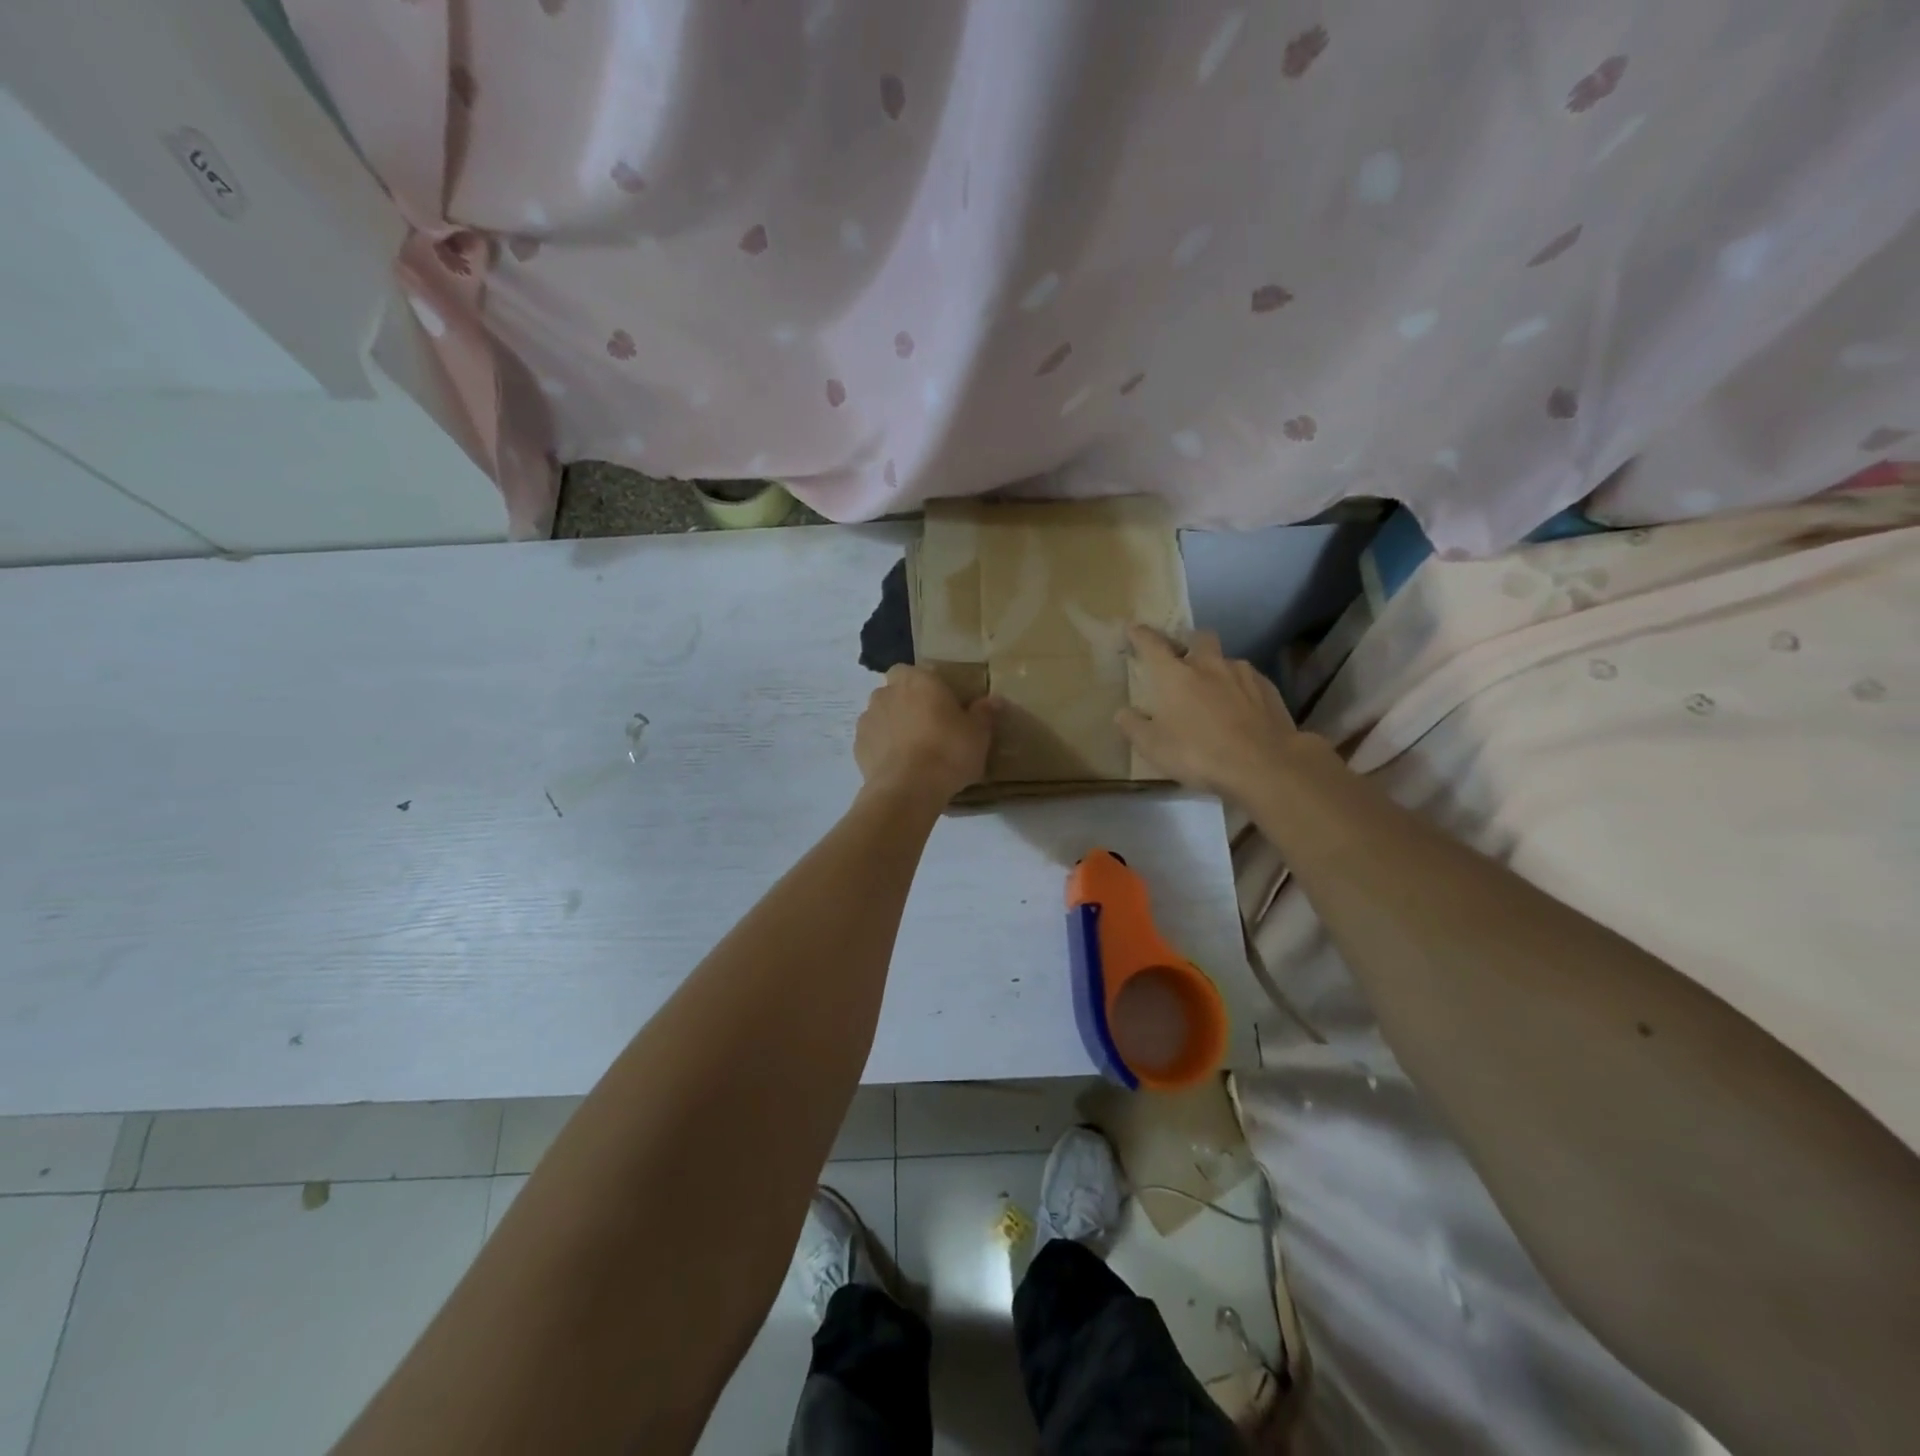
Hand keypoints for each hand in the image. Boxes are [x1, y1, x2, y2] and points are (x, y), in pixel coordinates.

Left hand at [855, 666, 994, 804]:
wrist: (908, 789)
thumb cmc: (948, 751)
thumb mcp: (978, 734)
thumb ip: (984, 713)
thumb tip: (994, 700)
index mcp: (917, 680)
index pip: (914, 671)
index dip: (925, 686)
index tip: (939, 704)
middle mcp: (887, 692)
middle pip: (895, 692)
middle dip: (906, 704)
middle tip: (928, 727)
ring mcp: (868, 719)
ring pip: (881, 715)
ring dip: (892, 726)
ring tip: (912, 750)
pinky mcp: (857, 746)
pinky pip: (873, 741)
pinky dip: (882, 748)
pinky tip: (898, 766)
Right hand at [1116, 625, 1297, 801]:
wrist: (1263, 765)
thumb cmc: (1198, 754)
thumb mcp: (1153, 748)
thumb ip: (1133, 727)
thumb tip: (1122, 713)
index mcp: (1174, 675)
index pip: (1152, 644)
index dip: (1140, 634)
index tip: (1133, 628)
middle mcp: (1208, 665)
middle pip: (1198, 638)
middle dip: (1188, 642)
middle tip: (1183, 657)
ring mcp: (1242, 674)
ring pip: (1226, 660)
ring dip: (1217, 668)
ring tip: (1215, 690)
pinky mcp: (1268, 688)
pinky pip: (1249, 679)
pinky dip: (1240, 687)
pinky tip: (1242, 707)